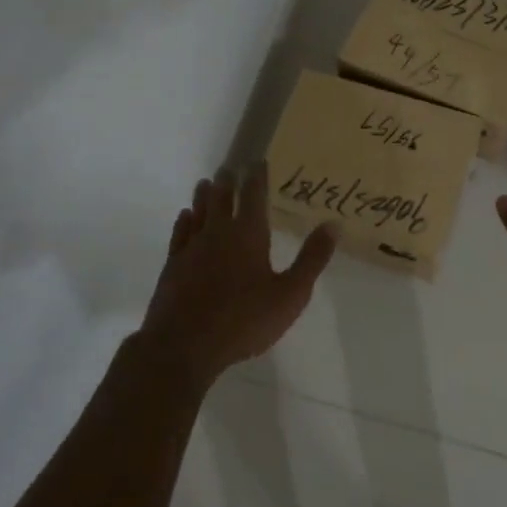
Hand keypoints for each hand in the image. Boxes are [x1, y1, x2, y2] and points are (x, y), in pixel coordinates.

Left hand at [139, 162, 336, 383]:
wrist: (183, 345)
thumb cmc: (243, 320)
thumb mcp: (290, 294)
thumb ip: (312, 258)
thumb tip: (333, 224)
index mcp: (248, 234)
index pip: (253, 195)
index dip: (256, 176)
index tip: (257, 161)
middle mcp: (218, 232)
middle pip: (221, 197)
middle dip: (227, 181)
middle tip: (229, 168)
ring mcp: (191, 248)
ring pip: (198, 211)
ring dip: (203, 195)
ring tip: (205, 183)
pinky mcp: (173, 265)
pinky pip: (179, 234)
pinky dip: (184, 221)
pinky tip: (185, 217)